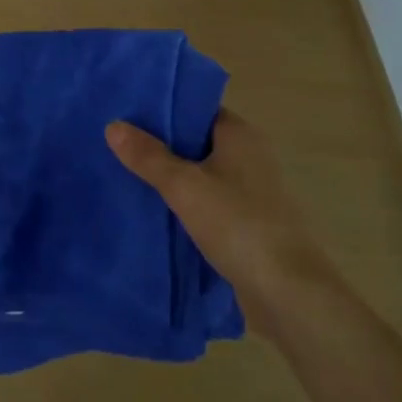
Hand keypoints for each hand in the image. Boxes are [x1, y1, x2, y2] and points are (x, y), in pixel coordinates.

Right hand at [106, 109, 329, 340]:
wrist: (289, 293)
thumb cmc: (238, 224)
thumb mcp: (184, 186)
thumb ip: (148, 156)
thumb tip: (113, 125)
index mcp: (239, 134)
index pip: (196, 107)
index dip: (163, 107)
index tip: (127, 111)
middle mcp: (249, 155)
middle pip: (196, 140)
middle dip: (160, 144)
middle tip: (117, 143)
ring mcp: (251, 191)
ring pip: (201, 174)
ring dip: (171, 177)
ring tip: (126, 174)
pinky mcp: (249, 224)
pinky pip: (208, 203)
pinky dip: (185, 204)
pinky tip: (153, 211)